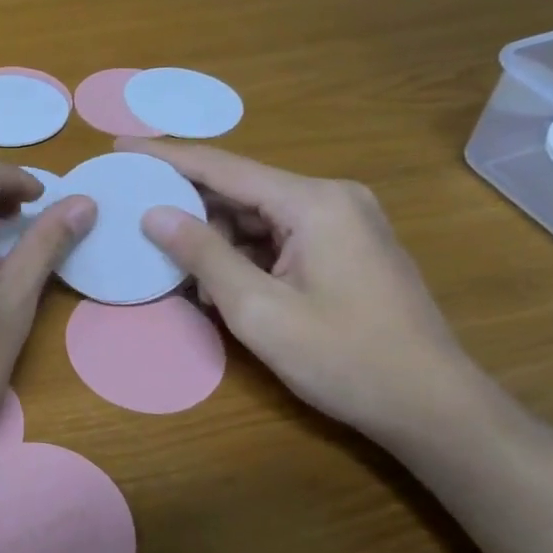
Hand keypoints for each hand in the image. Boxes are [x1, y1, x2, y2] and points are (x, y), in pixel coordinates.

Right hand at [121, 138, 485, 443]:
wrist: (433, 407)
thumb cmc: (345, 359)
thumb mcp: (259, 310)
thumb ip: (203, 255)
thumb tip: (154, 214)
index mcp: (314, 202)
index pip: (222, 167)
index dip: (166, 156)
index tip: (119, 146)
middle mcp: (331, 198)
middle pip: (240, 188)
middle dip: (188, 204)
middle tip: (136, 217)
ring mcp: (344, 221)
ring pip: (257, 214)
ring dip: (215, 238)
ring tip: (179, 272)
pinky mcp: (346, 247)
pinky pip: (278, 235)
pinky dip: (243, 253)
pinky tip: (219, 283)